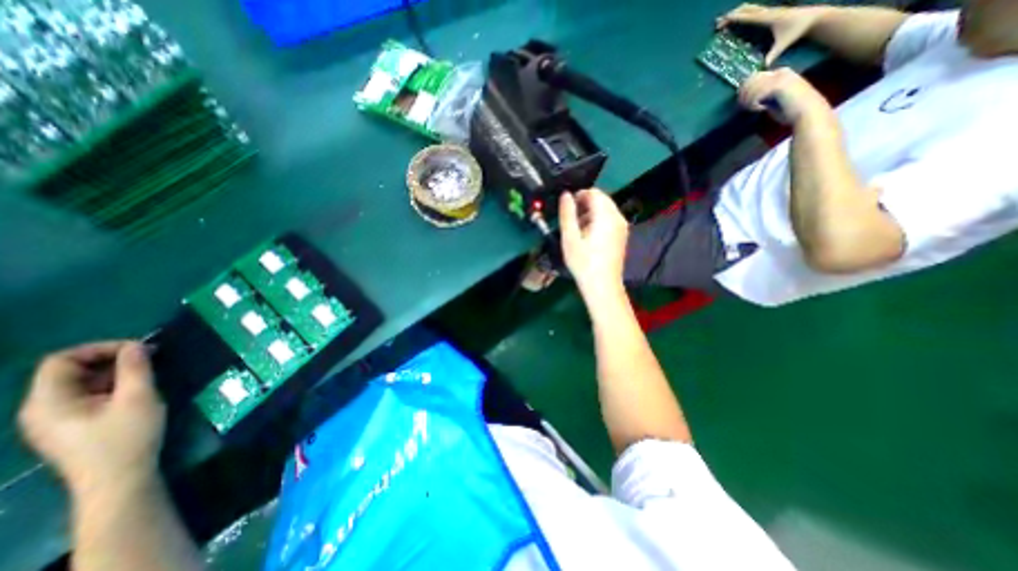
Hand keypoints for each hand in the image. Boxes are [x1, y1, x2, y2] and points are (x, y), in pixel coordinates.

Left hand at [18, 342, 165, 496]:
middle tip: (149, 359)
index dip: (100, 348)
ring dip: (114, 373)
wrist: (118, 480)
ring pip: (80, 384)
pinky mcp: (70, 427)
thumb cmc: (127, 437)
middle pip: (69, 371)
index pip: (61, 360)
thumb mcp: (138, 398)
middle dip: (111, 360)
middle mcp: (41, 409)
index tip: (139, 349)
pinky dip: (112, 387)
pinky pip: (86, 396)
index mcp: (48, 401)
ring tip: (148, 374)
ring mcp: (54, 420)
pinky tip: (137, 391)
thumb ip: (135, 369)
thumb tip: (136, 346)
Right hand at [556, 191, 629, 301]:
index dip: (578, 195)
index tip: (567, 208)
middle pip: (601, 200)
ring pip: (605, 209)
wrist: (602, 286)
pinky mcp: (622, 235)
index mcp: (606, 216)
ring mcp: (622, 227)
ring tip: (577, 230)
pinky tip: (588, 236)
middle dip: (584, 204)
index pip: (594, 193)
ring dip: (590, 213)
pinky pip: (610, 219)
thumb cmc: (584, 263)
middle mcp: (618, 217)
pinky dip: (598, 221)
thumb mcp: (570, 238)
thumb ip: (567, 214)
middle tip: (571, 220)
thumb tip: (565, 195)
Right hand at [715, 2, 825, 64]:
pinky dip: (744, 13)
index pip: (748, 17)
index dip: (735, 19)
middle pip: (746, 10)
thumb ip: (772, 56)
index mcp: (768, 18)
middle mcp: (768, 12)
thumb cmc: (797, 31)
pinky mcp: (771, 12)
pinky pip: (754, 10)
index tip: (723, 22)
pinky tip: (738, 18)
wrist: (814, 17)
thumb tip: (762, 69)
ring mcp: (770, 10)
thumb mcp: (782, 45)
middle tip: (718, 23)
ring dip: (737, 12)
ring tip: (725, 20)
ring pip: (750, 8)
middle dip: (732, 15)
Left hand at [742, 67, 825, 122]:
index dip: (746, 90)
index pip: (755, 77)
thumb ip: (763, 96)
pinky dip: (754, 105)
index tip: (744, 102)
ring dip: (748, 102)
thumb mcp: (774, 100)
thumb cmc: (790, 110)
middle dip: (744, 95)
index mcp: (781, 73)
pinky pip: (756, 96)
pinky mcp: (778, 86)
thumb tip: (746, 97)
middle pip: (750, 81)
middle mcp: (780, 72)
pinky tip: (760, 109)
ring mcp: (780, 78)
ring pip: (751, 89)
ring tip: (753, 109)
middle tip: (746, 107)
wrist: (807, 112)